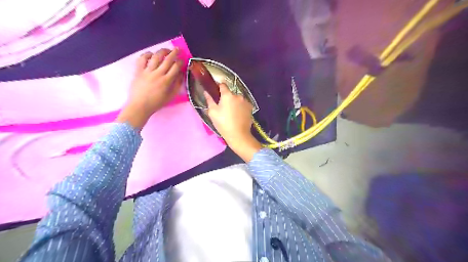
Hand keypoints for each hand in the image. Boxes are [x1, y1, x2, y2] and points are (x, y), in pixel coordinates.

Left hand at [117, 48, 182, 129]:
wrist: (140, 105)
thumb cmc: (157, 103)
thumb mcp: (170, 96)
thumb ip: (177, 85)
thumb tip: (181, 75)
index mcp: (167, 81)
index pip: (176, 67)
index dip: (180, 62)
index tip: (183, 60)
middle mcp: (158, 74)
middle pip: (167, 59)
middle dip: (174, 53)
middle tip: (178, 49)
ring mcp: (147, 71)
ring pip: (156, 57)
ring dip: (162, 51)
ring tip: (166, 50)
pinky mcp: (138, 71)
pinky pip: (142, 59)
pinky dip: (147, 54)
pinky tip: (151, 54)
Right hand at [205, 84, 261, 161]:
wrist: (238, 135)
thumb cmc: (223, 123)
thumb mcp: (212, 112)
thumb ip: (209, 100)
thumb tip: (206, 92)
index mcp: (228, 95)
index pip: (222, 85)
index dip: (218, 87)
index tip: (216, 92)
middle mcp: (238, 95)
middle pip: (230, 93)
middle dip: (227, 98)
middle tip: (223, 107)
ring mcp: (246, 101)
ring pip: (237, 99)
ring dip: (234, 103)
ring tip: (231, 113)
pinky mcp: (250, 108)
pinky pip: (243, 104)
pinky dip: (240, 107)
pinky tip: (238, 115)